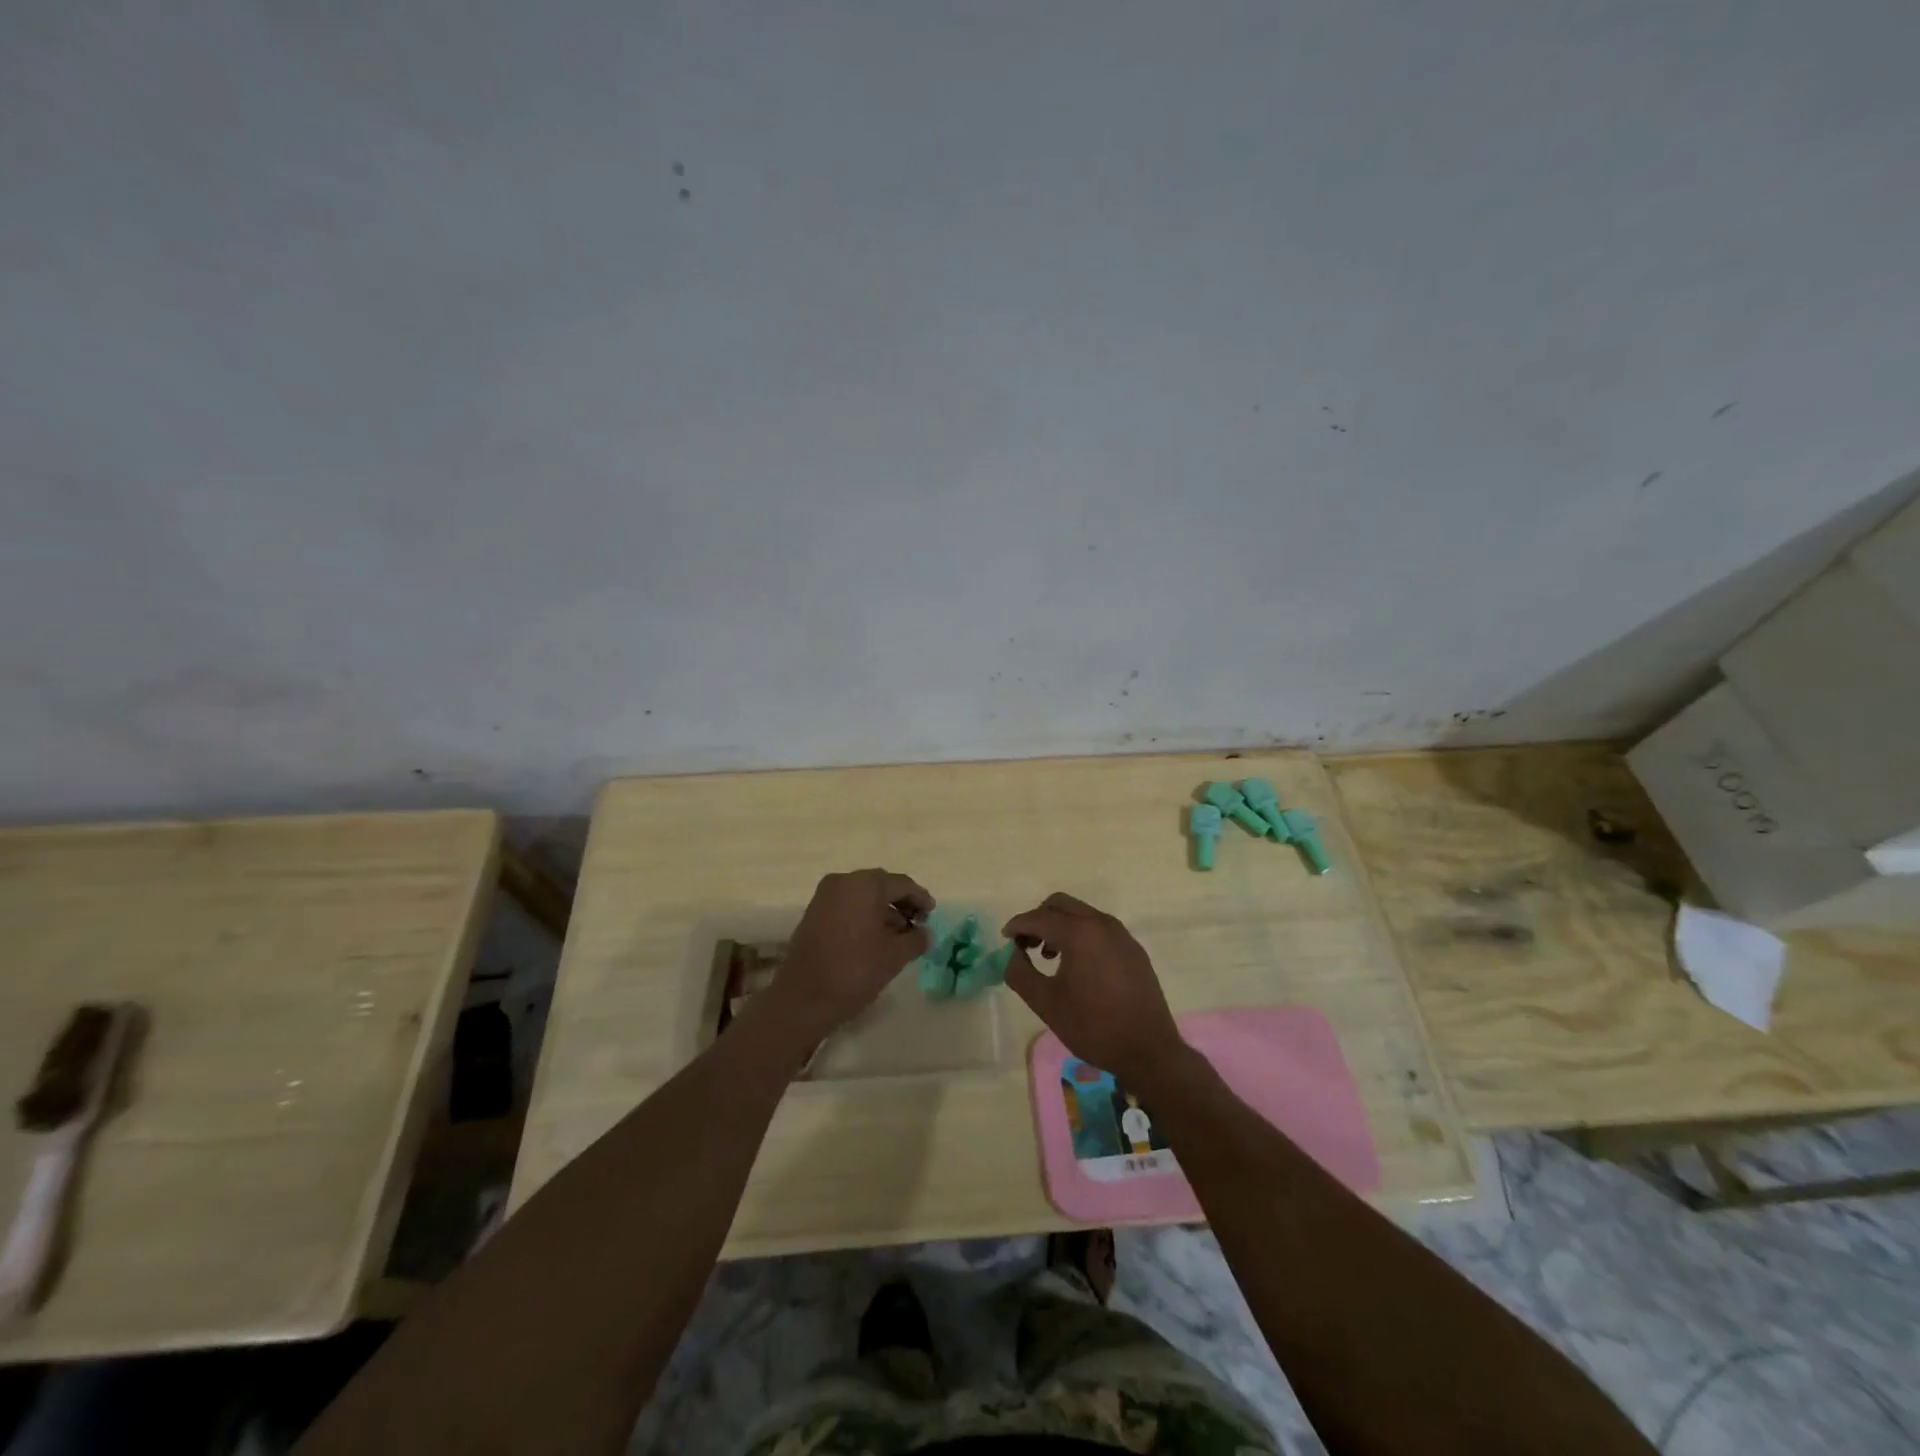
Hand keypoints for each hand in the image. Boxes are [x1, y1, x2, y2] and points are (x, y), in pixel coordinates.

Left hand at [773, 869, 933, 1038]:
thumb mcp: (895, 956)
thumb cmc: (854, 971)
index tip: (933, 914)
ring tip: (899, 935)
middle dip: (901, 903)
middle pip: (880, 886)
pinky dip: (863, 916)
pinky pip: (847, 906)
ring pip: (862, 896)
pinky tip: (875, 938)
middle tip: (918, 923)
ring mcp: (824, 896)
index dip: (920, 898)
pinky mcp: (813, 913)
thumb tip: (925, 933)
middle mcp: (843, 881)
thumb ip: (916, 939)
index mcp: (865, 884)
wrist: (803, 998)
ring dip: (882, 911)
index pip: (901, 884)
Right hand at [1001, 893, 1188, 1088]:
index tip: (1005, 938)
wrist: (1149, 1050)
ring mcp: (1121, 934)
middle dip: (1039, 919)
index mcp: (1079, 933)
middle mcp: (1101, 924)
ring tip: (1049, 956)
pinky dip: (1081, 934)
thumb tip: (1012, 955)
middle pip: (1061, 904)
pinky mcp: (1133, 948)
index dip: (1018, 925)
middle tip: (1026, 945)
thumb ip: (1020, 973)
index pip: (1039, 918)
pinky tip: (1077, 965)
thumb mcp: (1046, 1004)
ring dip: (1060, 925)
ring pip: (1082, 914)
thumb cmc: (1093, 1027)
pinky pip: (1099, 928)